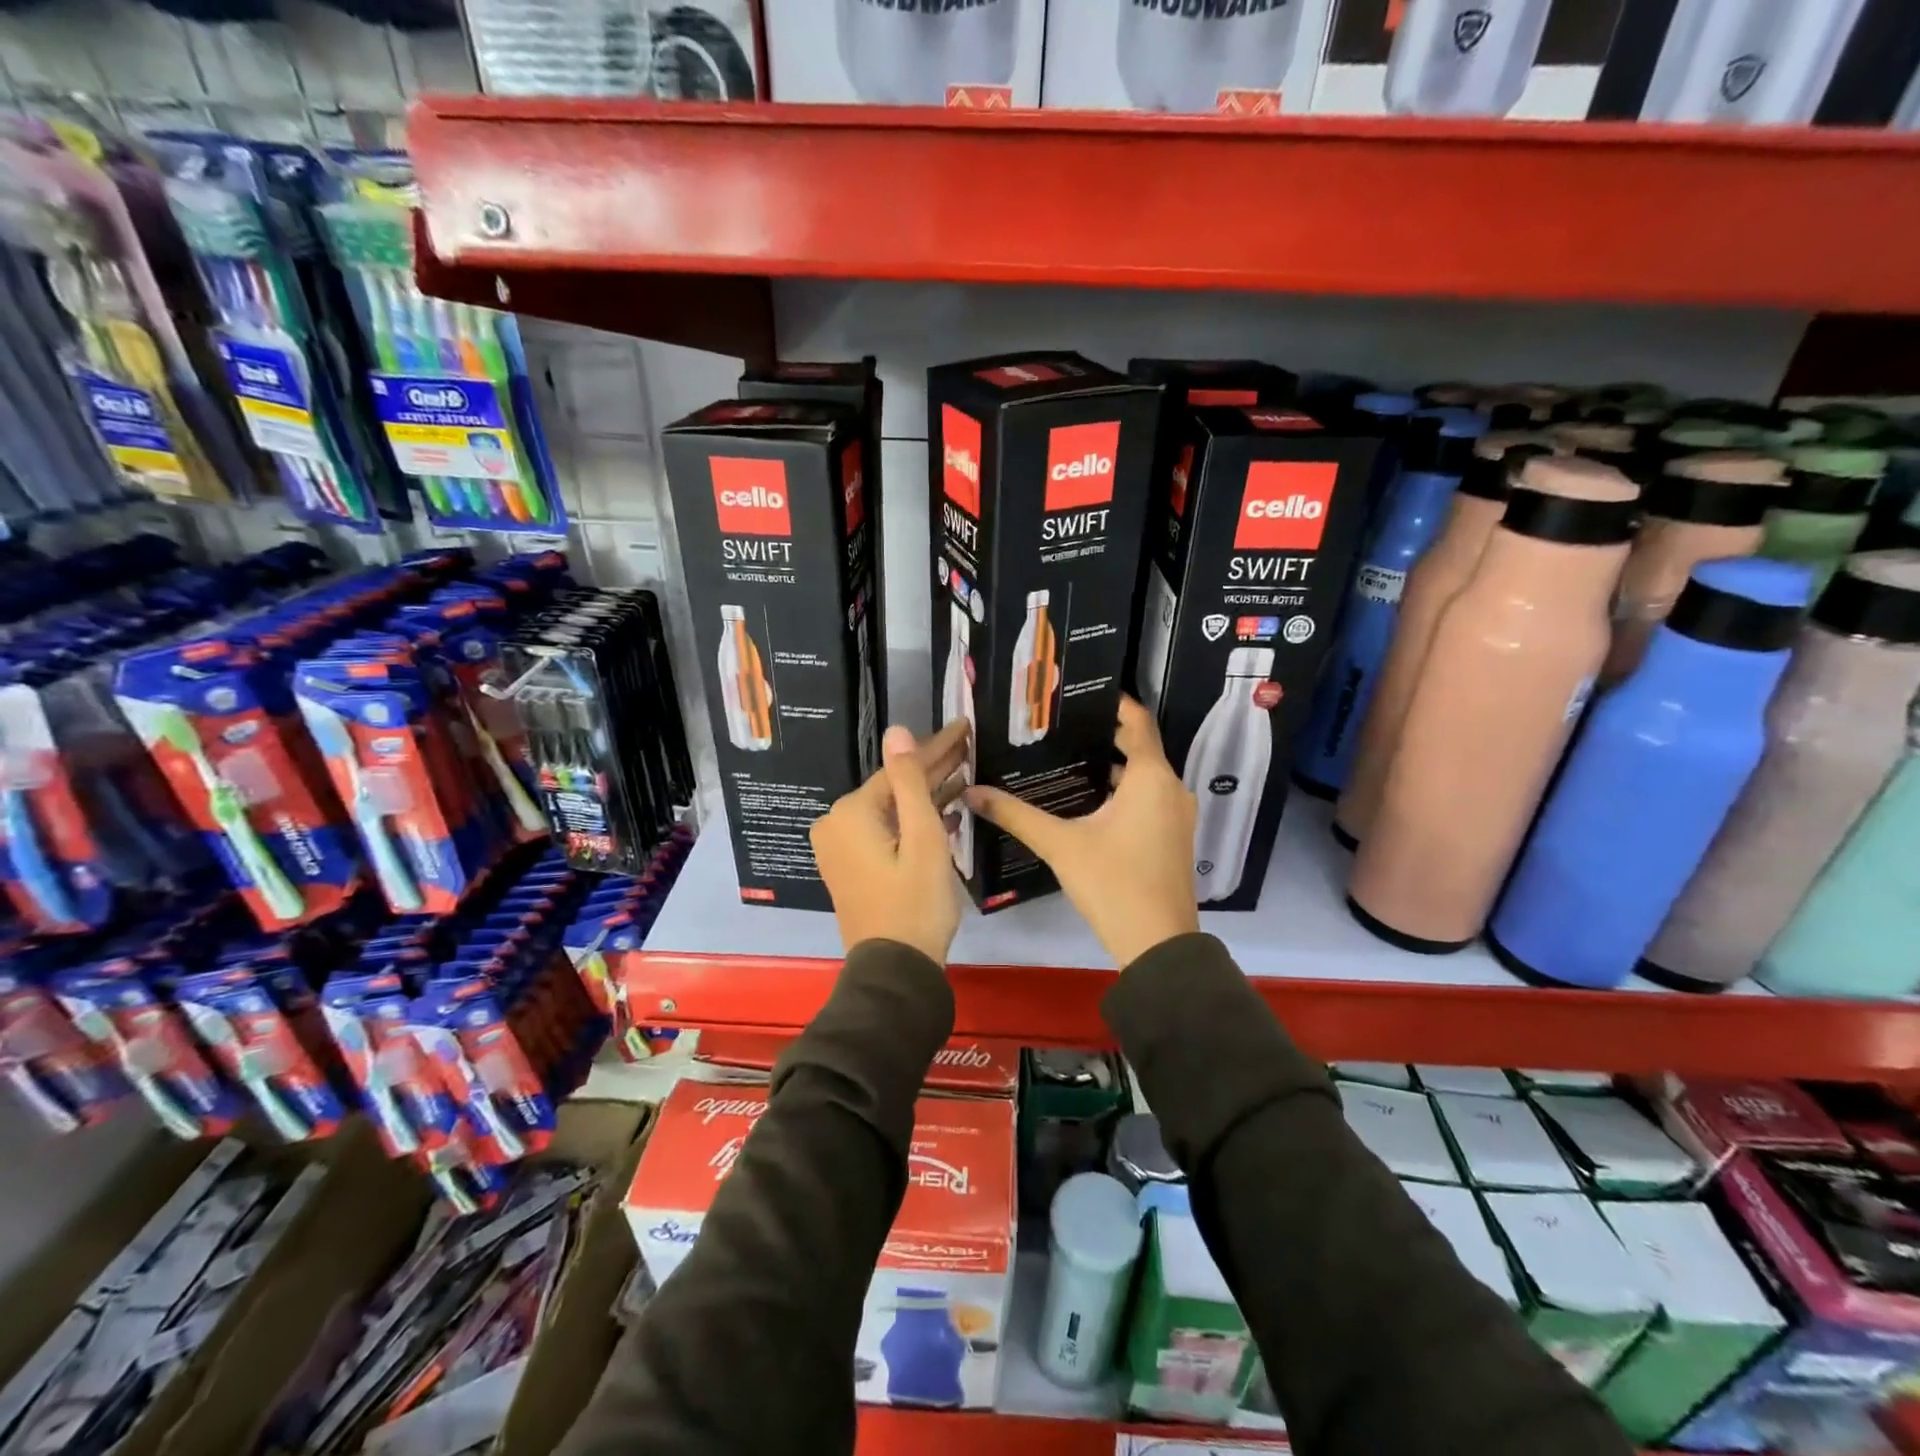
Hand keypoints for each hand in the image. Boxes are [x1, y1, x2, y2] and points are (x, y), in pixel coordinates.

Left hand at [811, 719, 969, 964]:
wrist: (895, 970)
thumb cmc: (916, 902)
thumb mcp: (923, 838)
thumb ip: (910, 781)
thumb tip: (896, 731)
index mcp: (851, 812)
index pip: (900, 768)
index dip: (937, 748)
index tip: (965, 727)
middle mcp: (836, 823)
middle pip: (893, 787)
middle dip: (933, 768)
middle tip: (969, 746)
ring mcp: (840, 846)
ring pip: (891, 809)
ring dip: (927, 795)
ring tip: (964, 774)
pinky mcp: (850, 865)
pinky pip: (884, 830)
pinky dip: (912, 822)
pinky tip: (946, 813)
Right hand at [966, 696, 1200, 966]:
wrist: (1158, 945)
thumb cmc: (1113, 883)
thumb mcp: (1060, 845)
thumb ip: (1016, 815)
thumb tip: (972, 791)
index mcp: (1151, 777)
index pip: (1137, 721)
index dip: (1112, 703)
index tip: (1079, 694)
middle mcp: (1171, 788)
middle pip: (1138, 747)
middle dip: (1102, 735)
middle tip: (1059, 726)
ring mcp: (1176, 815)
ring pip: (1143, 776)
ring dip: (1111, 766)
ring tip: (1065, 757)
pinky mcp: (1173, 837)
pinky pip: (1148, 798)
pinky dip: (1122, 791)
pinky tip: (1086, 800)